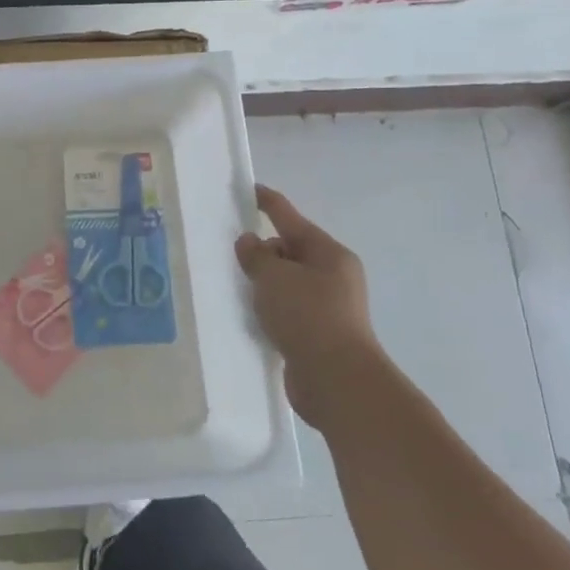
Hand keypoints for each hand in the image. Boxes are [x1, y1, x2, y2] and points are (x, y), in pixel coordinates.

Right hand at [235, 184, 381, 425]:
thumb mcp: (274, 277)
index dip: (268, 202)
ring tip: (237, 291)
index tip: (248, 190)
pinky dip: (270, 310)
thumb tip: (250, 242)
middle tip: (234, 262)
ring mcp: (328, 306)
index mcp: (328, 253)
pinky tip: (251, 318)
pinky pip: (287, 310)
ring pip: (287, 282)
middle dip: (262, 252)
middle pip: (290, 250)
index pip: (290, 217)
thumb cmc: (307, 316)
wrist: (336, 380)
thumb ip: (256, 255)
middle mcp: (333, 275)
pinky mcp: (318, 334)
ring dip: (264, 284)